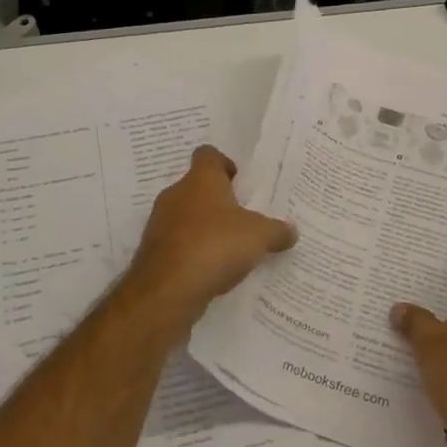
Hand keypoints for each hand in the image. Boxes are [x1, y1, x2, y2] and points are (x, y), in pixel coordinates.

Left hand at [123, 146, 295, 329]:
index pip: (208, 155)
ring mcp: (161, 224)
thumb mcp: (259, 236)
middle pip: (199, 188)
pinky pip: (180, 244)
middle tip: (245, 219)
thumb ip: (277, 230)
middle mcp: (176, 195)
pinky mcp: (154, 253)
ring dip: (207, 229)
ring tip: (233, 248)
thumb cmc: (214, 246)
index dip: (225, 164)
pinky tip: (214, 270)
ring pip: (188, 217)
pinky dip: (195, 253)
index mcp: (200, 180)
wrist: (166, 292)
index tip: (241, 183)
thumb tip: (291, 231)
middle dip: (220, 202)